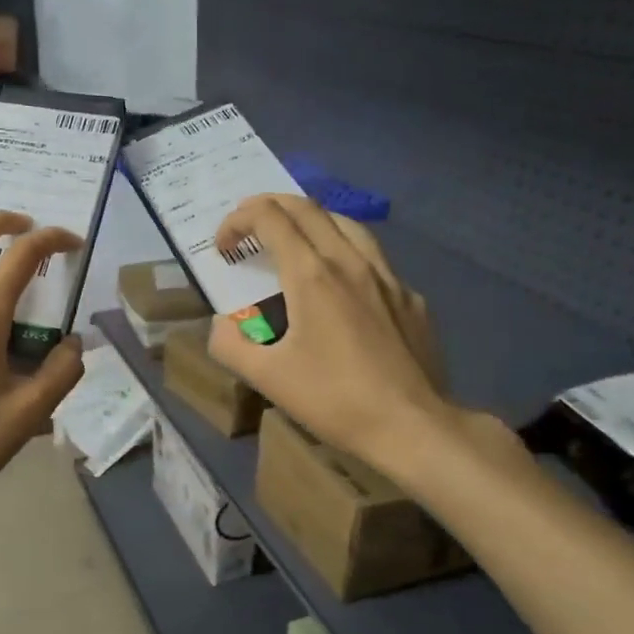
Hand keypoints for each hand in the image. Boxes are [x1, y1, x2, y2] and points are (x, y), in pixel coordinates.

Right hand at [208, 194, 450, 471]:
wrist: (413, 426)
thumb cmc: (335, 400)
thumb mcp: (267, 378)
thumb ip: (230, 344)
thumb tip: (221, 325)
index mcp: (312, 275)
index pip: (270, 218)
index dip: (238, 221)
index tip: (223, 247)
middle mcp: (350, 262)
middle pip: (307, 208)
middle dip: (269, 206)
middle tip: (247, 227)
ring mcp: (387, 276)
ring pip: (345, 224)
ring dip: (310, 220)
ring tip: (293, 240)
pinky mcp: (410, 297)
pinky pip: (372, 257)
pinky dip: (344, 253)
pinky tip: (341, 285)